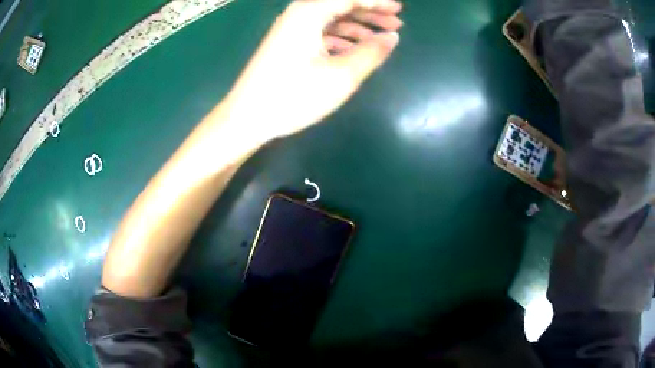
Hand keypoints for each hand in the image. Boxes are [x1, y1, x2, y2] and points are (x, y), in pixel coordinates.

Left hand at [224, 0, 402, 141]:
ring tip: (381, 38)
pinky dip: (340, 38)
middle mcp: (298, 14)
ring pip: (331, 20)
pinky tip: (355, 49)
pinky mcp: (287, 44)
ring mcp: (291, 29)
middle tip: (397, 21)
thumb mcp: (341, 75)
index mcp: (309, 13)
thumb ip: (371, 53)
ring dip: (357, 26)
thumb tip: (392, 37)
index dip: (377, 2)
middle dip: (370, 12)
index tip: (400, 9)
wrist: (247, 117)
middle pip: (340, 5)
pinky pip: (320, 33)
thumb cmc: (294, 95)